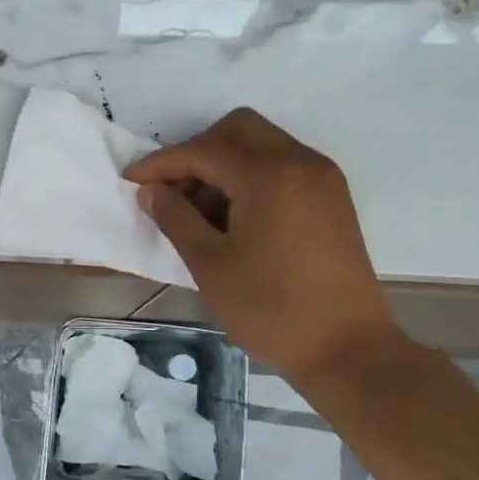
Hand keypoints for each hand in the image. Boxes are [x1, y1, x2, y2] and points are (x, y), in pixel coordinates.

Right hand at [124, 108, 401, 381]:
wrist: (348, 349)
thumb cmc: (272, 309)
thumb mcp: (210, 265)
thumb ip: (175, 218)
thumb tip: (151, 190)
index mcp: (269, 176)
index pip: (203, 151)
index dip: (161, 163)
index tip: (130, 180)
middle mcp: (300, 162)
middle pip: (237, 129)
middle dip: (197, 151)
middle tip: (172, 191)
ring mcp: (322, 178)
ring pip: (262, 145)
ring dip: (224, 164)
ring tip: (200, 211)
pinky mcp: (332, 198)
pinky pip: (283, 166)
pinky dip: (251, 177)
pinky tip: (234, 217)